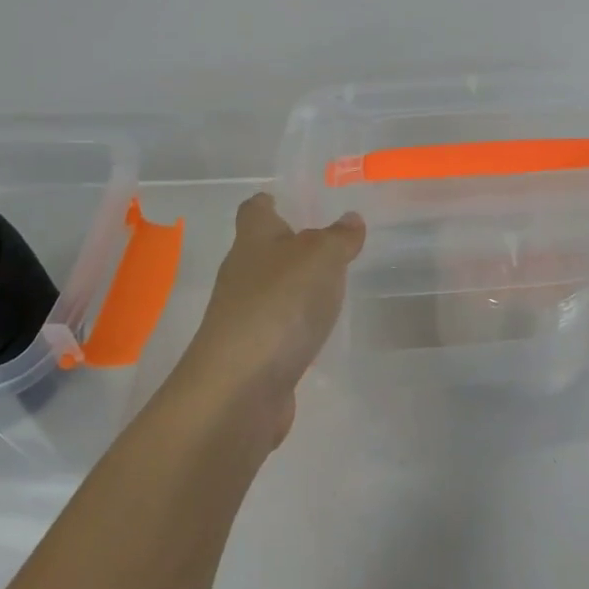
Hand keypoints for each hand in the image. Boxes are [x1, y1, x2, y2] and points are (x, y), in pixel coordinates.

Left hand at [178, 194, 364, 444]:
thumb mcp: (320, 258)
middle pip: (261, 250)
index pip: (254, 210)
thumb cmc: (279, 305)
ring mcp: (242, 318)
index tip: (283, 199)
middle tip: (326, 242)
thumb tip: (350, 219)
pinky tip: (317, 332)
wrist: (239, 390)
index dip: (268, 202)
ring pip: (270, 291)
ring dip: (293, 288)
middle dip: (288, 245)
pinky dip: (294, 327)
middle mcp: (241, 275)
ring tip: (329, 285)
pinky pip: (277, 330)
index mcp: (253, 241)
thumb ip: (339, 238)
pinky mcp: (251, 356)